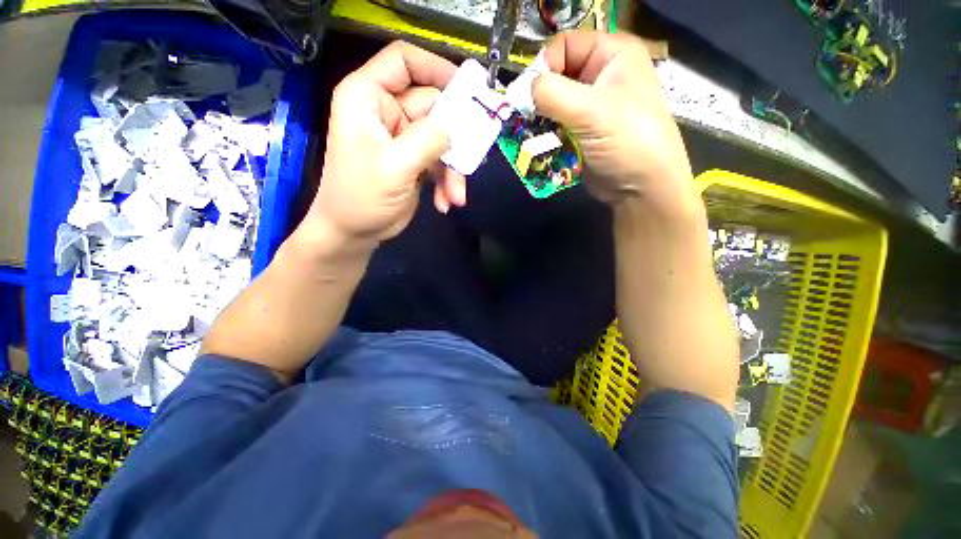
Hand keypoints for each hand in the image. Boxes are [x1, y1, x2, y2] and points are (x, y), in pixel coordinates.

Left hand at [302, 42, 467, 250]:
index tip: (468, 90)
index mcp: (368, 98)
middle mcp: (388, 112)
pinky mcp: (416, 161)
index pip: (404, 61)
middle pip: (434, 106)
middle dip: (454, 138)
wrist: (355, 232)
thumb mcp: (394, 167)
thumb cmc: (361, 198)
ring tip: (455, 195)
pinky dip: (448, 182)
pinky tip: (445, 202)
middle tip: (471, 158)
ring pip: (443, 139)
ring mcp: (405, 138)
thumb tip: (455, 129)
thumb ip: (426, 141)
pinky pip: (442, 162)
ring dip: (453, 169)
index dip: (436, 68)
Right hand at [533, 31, 696, 215]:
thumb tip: (521, 89)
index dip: (544, 66)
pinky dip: (546, 134)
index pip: (564, 45)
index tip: (530, 96)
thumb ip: (552, 94)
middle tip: (528, 119)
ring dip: (540, 119)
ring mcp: (591, 106)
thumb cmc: (627, 141)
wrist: (641, 188)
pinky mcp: (582, 131)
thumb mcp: (592, 111)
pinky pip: (556, 125)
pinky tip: (542, 145)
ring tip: (534, 136)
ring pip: (553, 103)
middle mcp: (601, 75)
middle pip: (556, 75)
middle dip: (539, 98)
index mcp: (612, 54)